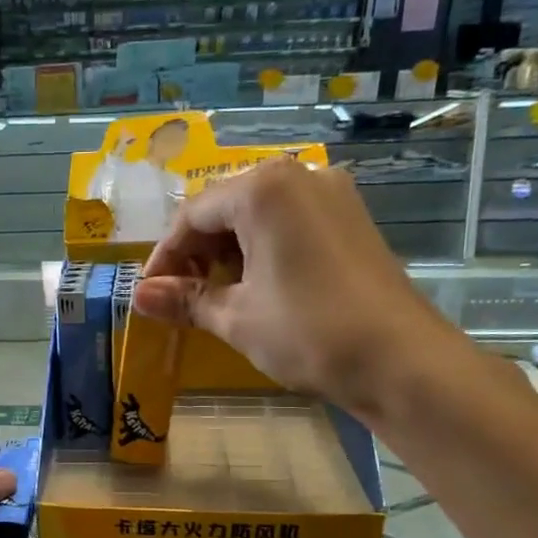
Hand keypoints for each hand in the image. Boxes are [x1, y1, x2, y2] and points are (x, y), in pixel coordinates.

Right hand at [133, 158, 466, 417]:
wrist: (399, 360)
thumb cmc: (307, 332)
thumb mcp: (236, 318)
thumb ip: (185, 301)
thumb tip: (138, 297)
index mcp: (263, 190)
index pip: (193, 215)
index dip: (165, 256)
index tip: (150, 294)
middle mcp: (299, 177)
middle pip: (226, 207)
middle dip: (196, 252)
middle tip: (179, 297)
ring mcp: (331, 195)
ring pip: (259, 214)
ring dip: (228, 252)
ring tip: (215, 296)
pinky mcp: (351, 219)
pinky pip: (290, 222)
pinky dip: (262, 249)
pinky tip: (256, 286)